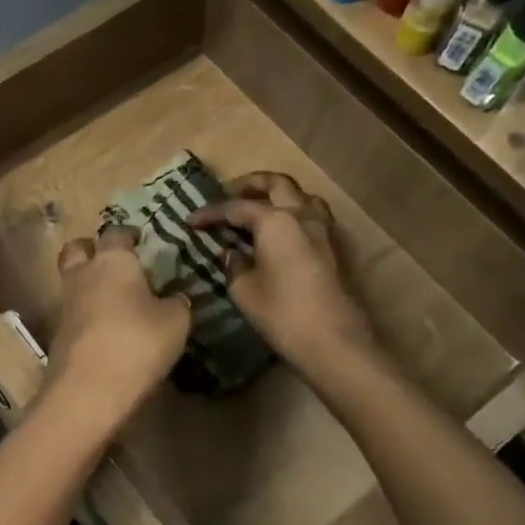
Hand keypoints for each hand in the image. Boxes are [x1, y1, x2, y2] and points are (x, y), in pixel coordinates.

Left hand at [49, 226, 190, 432]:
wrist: (88, 391)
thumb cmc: (137, 343)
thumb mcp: (176, 322)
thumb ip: (177, 303)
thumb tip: (174, 297)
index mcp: (113, 261)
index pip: (117, 233)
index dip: (129, 234)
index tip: (141, 240)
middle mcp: (84, 275)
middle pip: (77, 249)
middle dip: (92, 249)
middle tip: (114, 262)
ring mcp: (66, 305)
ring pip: (73, 281)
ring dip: (89, 284)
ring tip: (116, 300)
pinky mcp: (59, 334)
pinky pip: (74, 312)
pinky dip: (87, 314)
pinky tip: (108, 329)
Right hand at [189, 172, 376, 377]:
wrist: (333, 341)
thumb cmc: (282, 313)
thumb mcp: (244, 290)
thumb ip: (233, 264)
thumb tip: (230, 252)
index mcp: (275, 220)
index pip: (236, 207)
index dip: (211, 213)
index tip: (190, 221)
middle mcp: (302, 215)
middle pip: (276, 184)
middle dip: (250, 185)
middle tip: (228, 194)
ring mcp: (323, 229)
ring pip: (301, 195)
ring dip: (278, 195)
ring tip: (259, 208)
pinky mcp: (334, 248)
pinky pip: (312, 216)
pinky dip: (294, 213)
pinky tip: (283, 232)